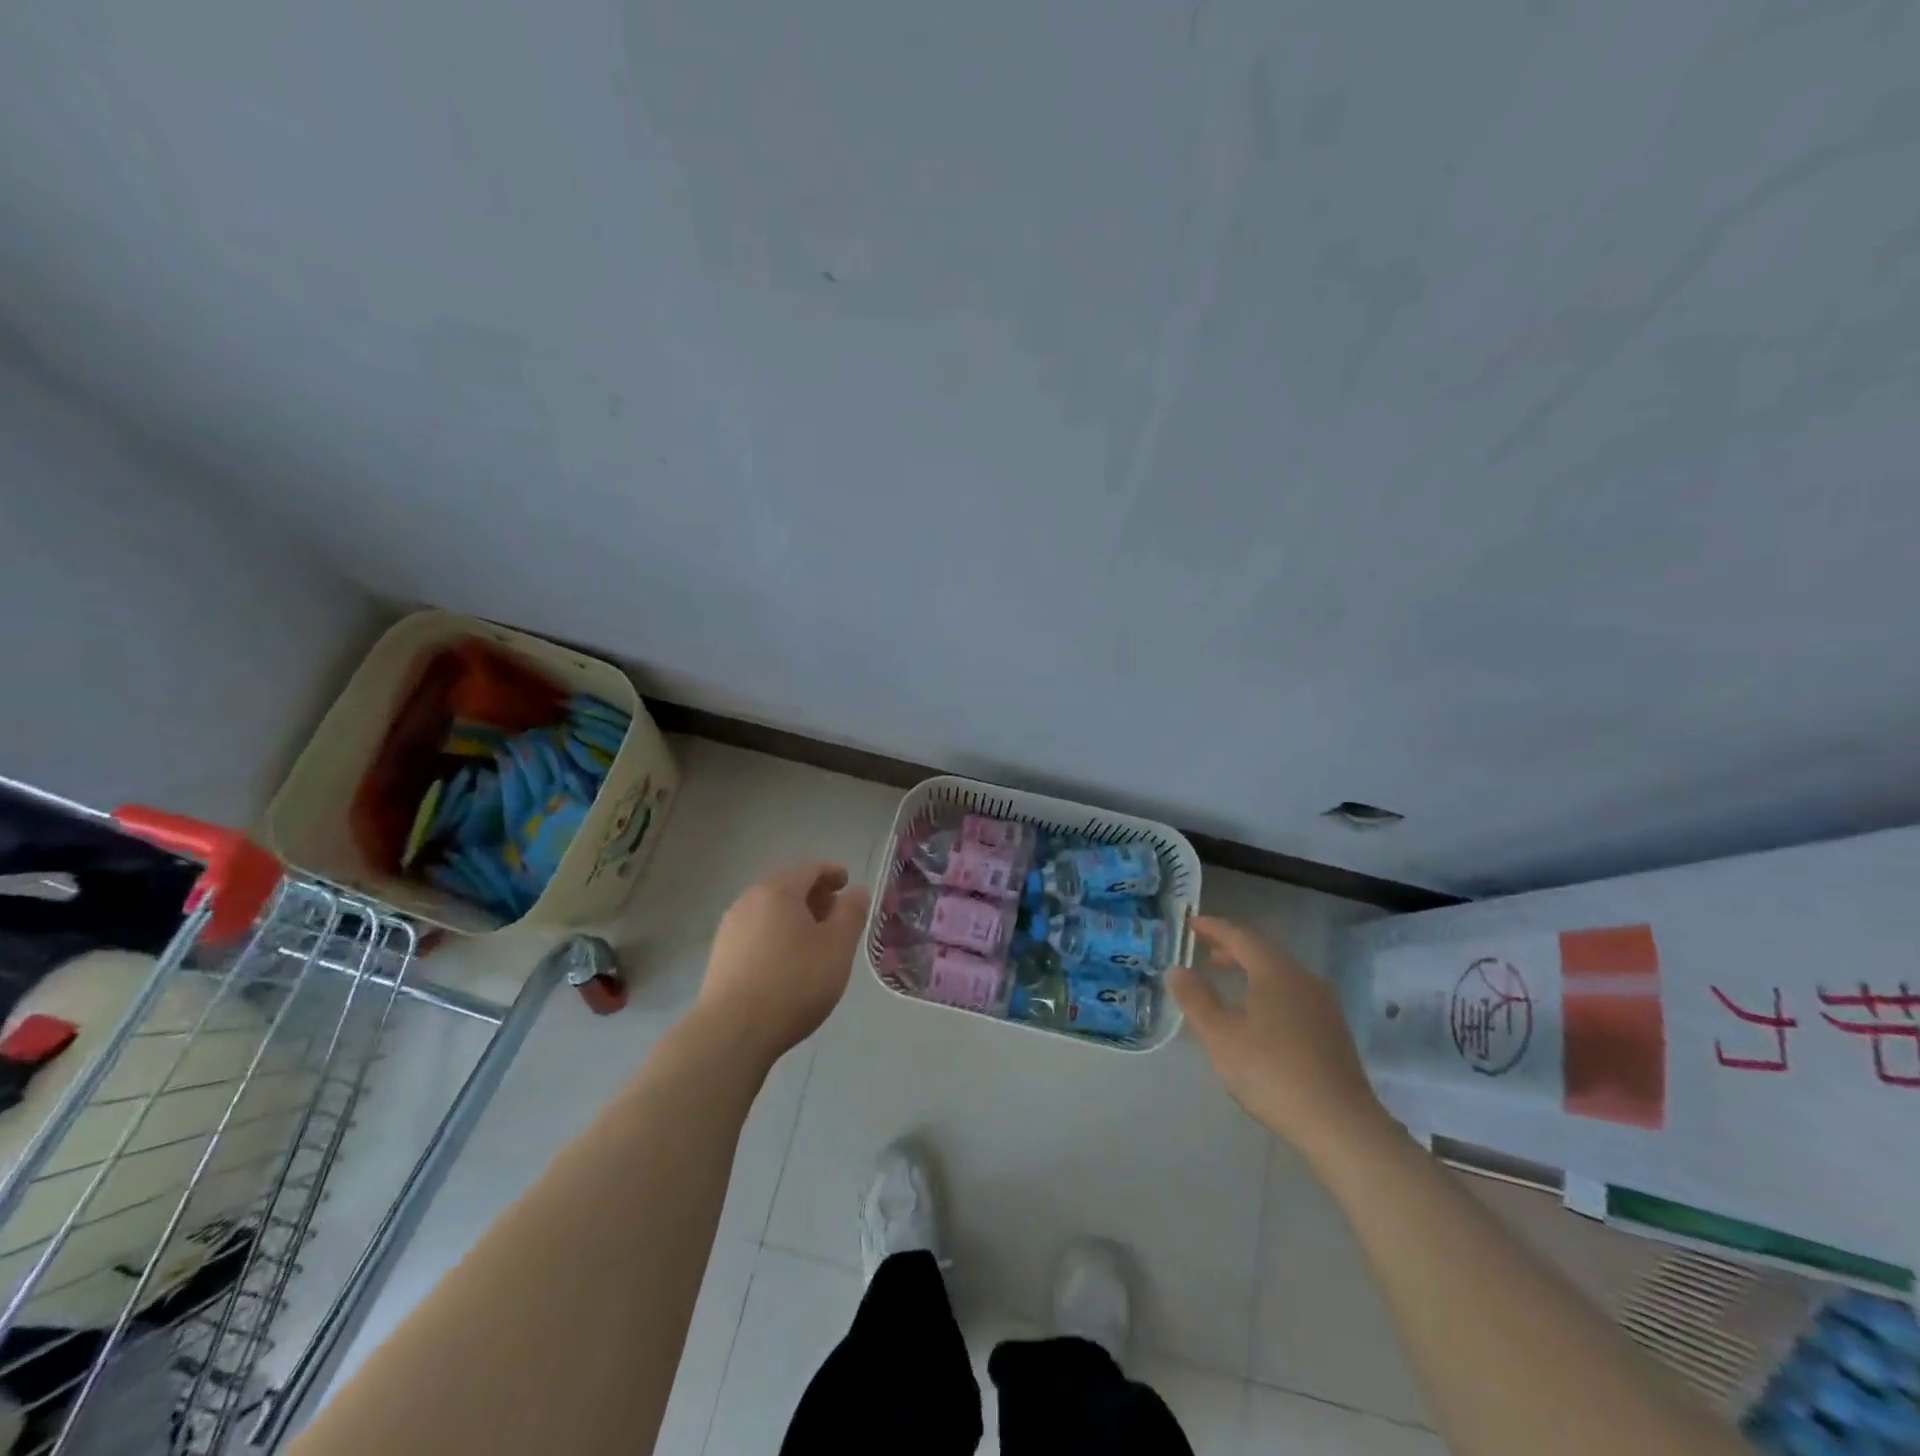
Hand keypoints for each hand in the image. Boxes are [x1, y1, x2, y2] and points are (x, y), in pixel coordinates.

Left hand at [697, 862, 870, 1064]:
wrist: (733, 1032)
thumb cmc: (794, 982)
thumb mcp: (838, 946)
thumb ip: (851, 913)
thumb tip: (855, 891)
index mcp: (778, 891)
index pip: (809, 868)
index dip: (832, 873)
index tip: (847, 884)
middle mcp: (749, 901)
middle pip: (786, 886)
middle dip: (814, 895)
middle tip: (835, 914)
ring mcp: (730, 928)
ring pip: (769, 910)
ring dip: (794, 916)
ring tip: (814, 940)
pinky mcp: (721, 955)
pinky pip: (756, 931)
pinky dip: (776, 934)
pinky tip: (787, 961)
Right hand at [1167, 916, 1394, 1164]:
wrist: (1340, 1124)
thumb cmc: (1272, 1073)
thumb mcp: (1221, 1037)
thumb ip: (1195, 999)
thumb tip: (1176, 969)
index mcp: (1275, 971)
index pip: (1239, 936)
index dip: (1213, 927)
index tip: (1191, 924)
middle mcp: (1303, 977)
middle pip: (1263, 950)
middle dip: (1232, 947)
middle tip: (1204, 951)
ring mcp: (1322, 1003)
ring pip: (1280, 972)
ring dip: (1251, 968)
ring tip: (1227, 979)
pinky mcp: (1332, 1028)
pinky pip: (1293, 992)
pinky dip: (1268, 988)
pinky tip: (1259, 1012)